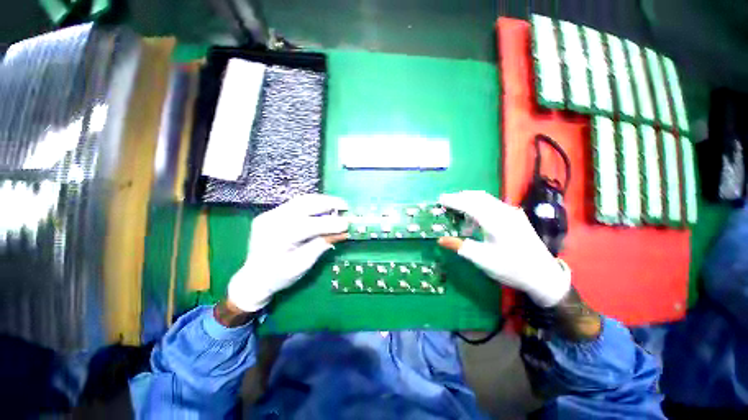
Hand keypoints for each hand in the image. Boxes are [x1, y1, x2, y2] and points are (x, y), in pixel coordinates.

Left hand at [227, 194, 348, 311]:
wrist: (253, 278)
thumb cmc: (279, 277)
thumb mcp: (303, 264)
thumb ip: (322, 245)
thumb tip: (342, 233)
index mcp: (278, 238)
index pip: (309, 225)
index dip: (330, 223)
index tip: (348, 223)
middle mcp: (271, 221)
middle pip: (304, 204)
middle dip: (327, 203)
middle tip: (345, 206)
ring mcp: (269, 214)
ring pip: (300, 200)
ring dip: (321, 201)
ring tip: (337, 204)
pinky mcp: (271, 213)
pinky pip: (295, 204)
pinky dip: (312, 204)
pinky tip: (323, 207)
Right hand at [437, 191, 570, 306]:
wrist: (543, 276)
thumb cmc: (511, 268)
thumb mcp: (483, 260)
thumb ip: (460, 247)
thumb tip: (441, 240)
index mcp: (495, 222)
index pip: (470, 204)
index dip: (453, 201)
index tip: (440, 199)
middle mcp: (504, 212)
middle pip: (478, 197)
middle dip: (460, 197)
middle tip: (446, 202)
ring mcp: (512, 213)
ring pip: (486, 199)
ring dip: (470, 201)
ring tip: (459, 211)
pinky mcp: (516, 217)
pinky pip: (493, 205)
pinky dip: (479, 206)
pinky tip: (476, 219)